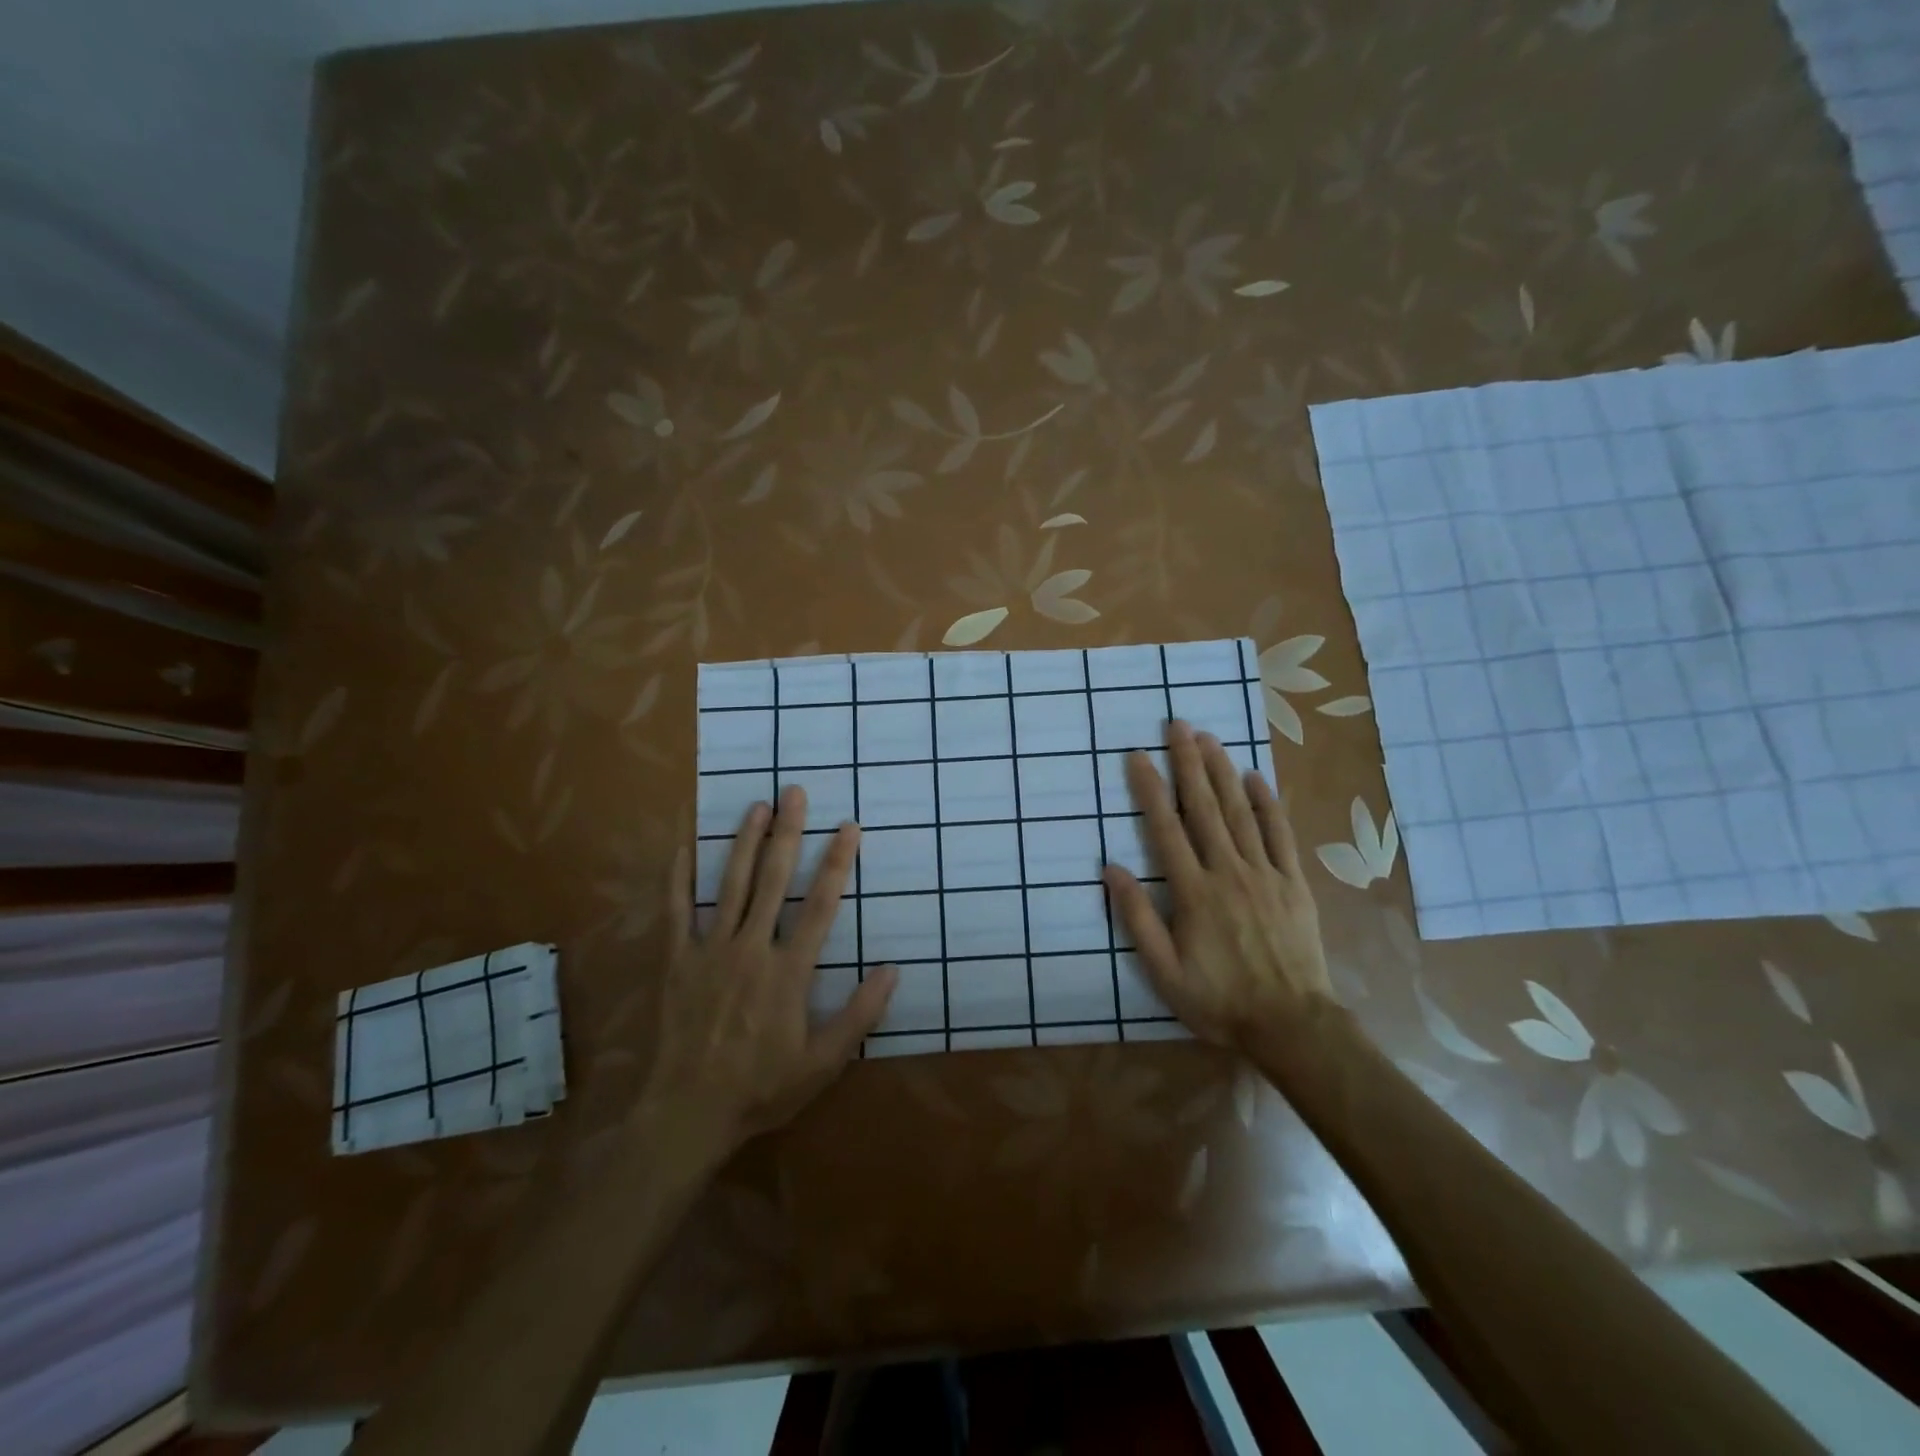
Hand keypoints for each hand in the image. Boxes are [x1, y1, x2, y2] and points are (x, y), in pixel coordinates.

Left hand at [647, 785, 895, 1143]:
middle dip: (787, 833)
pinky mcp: (676, 961)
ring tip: (755, 806)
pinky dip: (678, 878)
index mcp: (789, 971)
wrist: (686, 1114)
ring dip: (743, 842)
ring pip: (729, 884)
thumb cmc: (760, 1088)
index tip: (847, 828)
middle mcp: (751, 948)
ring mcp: (710, 950)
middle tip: (794, 792)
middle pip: (773, 880)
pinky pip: (676, 911)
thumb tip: (892, 971)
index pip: (820, 904)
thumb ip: (859, 1014)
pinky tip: (683, 846)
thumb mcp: (822, 1063)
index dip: (836, 863)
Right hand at [1103, 719, 1331, 1047]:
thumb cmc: (1219, 1000)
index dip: (1150, 789)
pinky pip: (1279, 835)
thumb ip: (1136, 918)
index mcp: (1193, 892)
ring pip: (1241, 812)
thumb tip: (1112, 869)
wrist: (1292, 1024)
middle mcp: (1228, 871)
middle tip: (1178, 726)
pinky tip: (1257, 778)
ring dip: (1223, 772)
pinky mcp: (1293, 883)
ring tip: (1209, 739)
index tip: (1137, 756)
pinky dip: (1268, 804)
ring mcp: (1264, 874)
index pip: (1166, 828)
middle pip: (1205, 808)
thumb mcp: (1164, 971)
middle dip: (1189, 763)